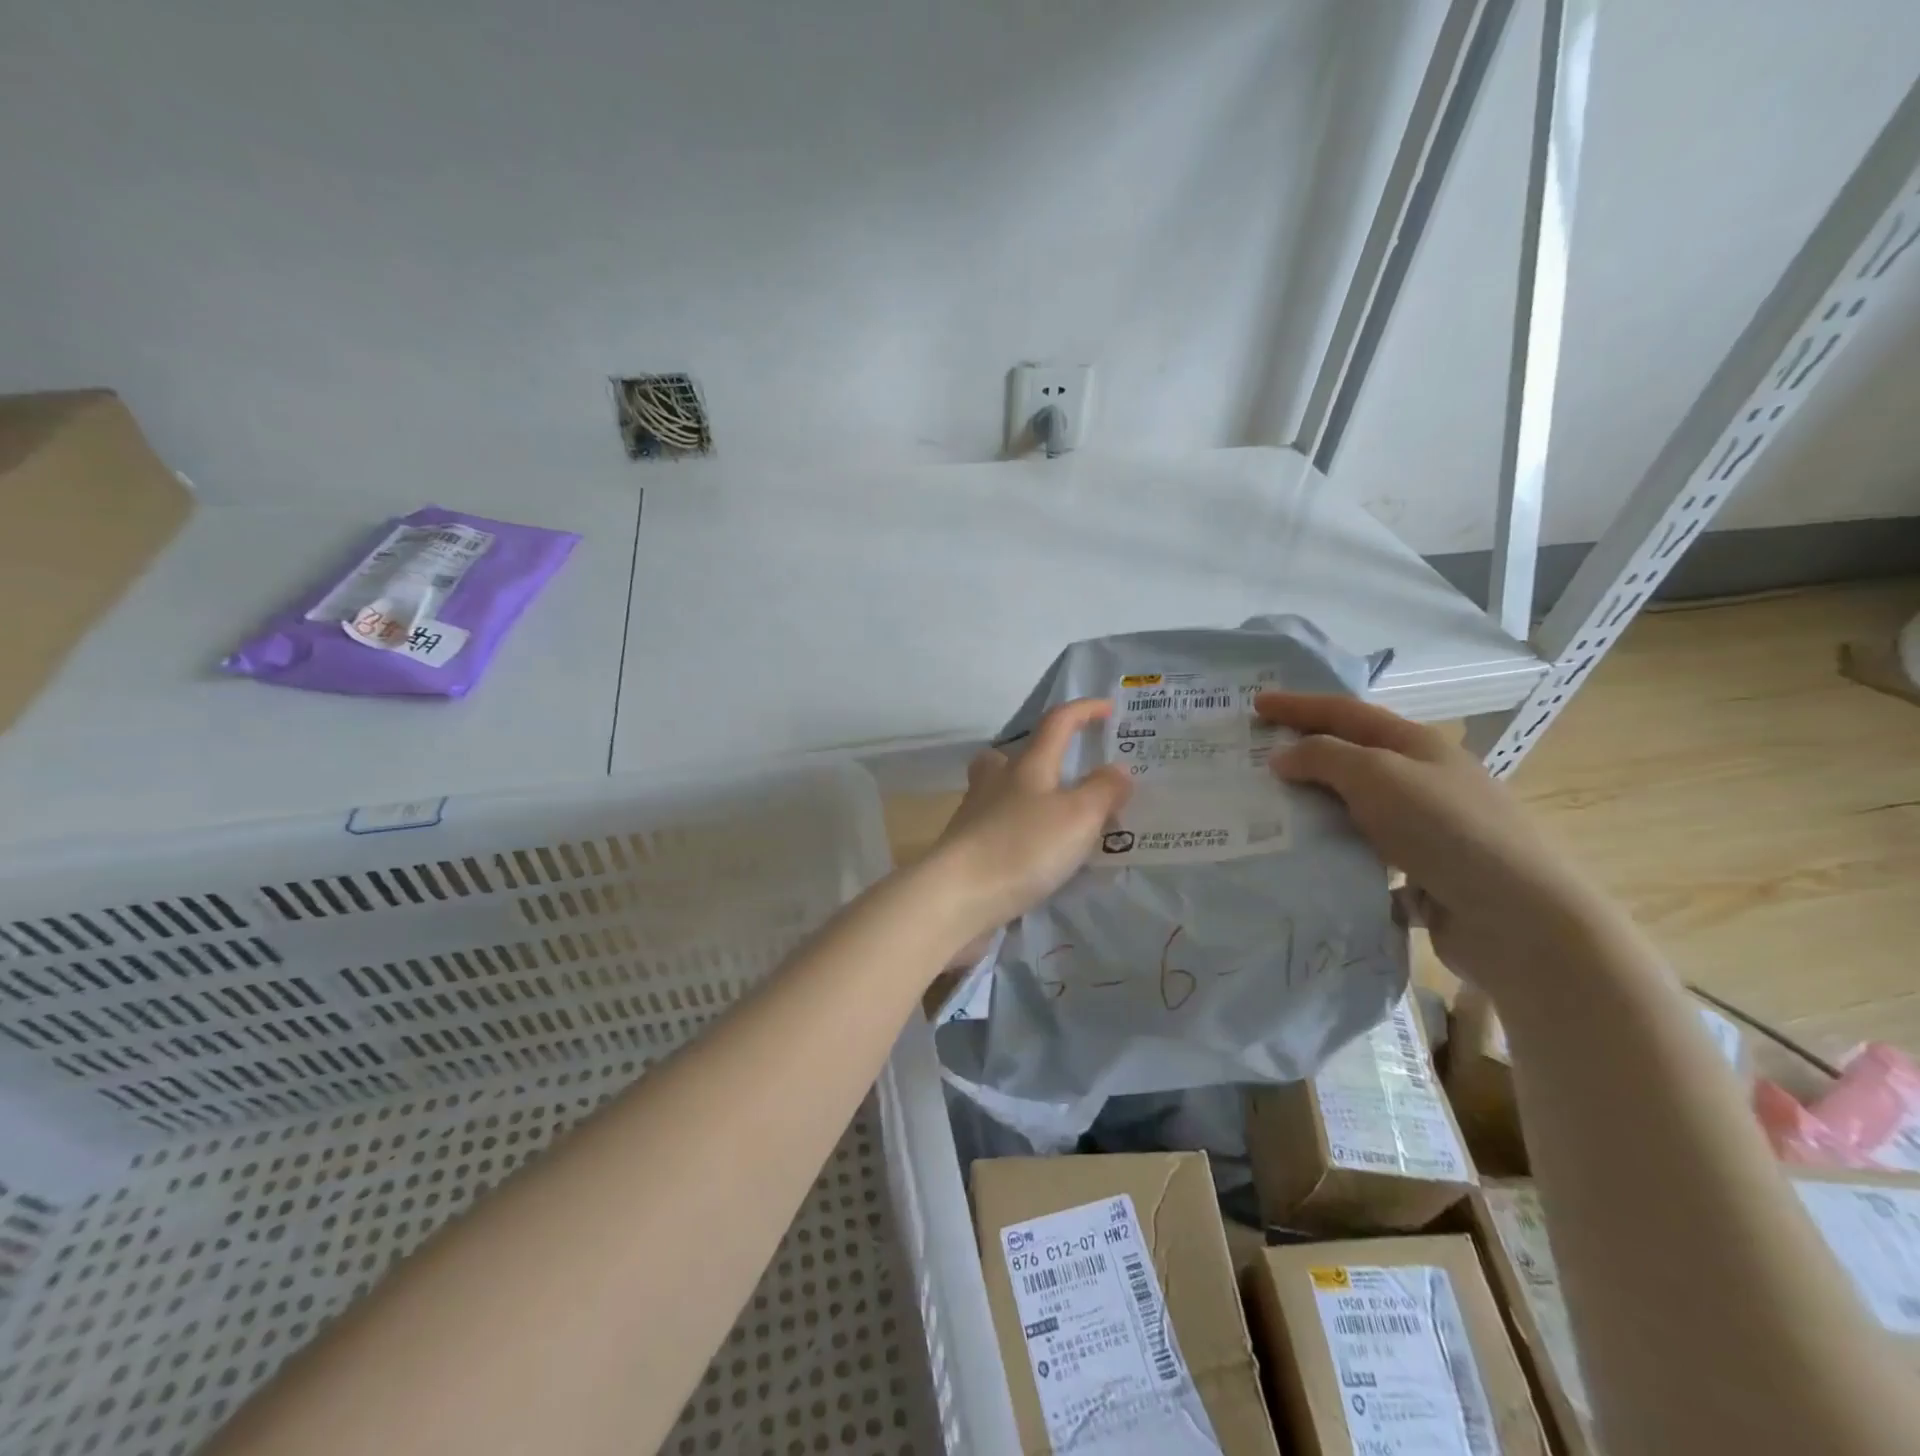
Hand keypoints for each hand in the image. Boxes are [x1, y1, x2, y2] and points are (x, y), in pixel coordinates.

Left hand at [927, 699, 1132, 952]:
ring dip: (1027, 798)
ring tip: (1058, 821)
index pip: (1057, 723)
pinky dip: (1018, 832)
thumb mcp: (1078, 817)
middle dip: (1038, 757)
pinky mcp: (966, 850)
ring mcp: (975, 816)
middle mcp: (996, 783)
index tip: (1108, 709)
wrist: (957, 896)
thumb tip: (1119, 769)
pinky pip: (998, 828)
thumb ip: (1103, 791)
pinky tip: (1036, 857)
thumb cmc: (1022, 847)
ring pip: (1001, 793)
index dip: (1083, 711)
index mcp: (1026, 765)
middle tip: (1066, 774)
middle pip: (1011, 756)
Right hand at [1256, 691, 1618, 989]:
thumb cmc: (1446, 829)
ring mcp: (1424, 829)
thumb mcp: (1378, 776)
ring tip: (1267, 813)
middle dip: (1302, 754)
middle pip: (1350, 757)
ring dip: (1313, 806)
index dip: (1298, 706)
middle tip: (1253, 759)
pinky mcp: (1422, 874)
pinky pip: (1363, 854)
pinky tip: (1305, 862)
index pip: (1345, 713)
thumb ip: (1324, 758)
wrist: (1518, 919)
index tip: (1255, 705)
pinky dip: (1334, 853)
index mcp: (1416, 746)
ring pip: (1354, 808)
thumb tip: (1282, 756)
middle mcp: (1422, 781)